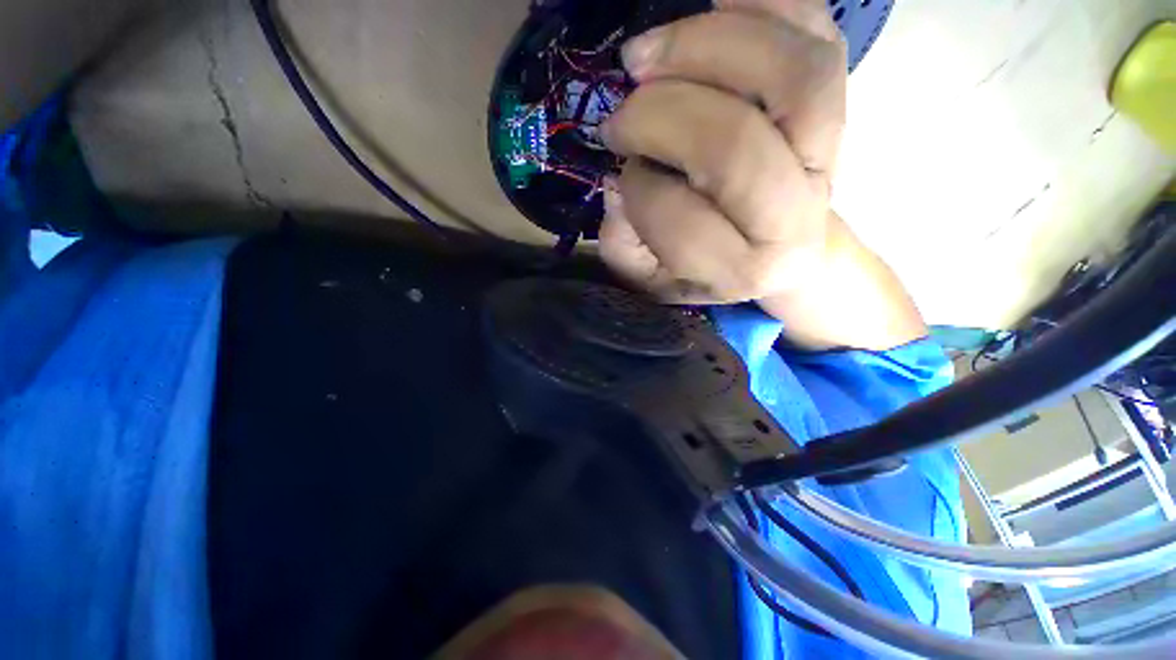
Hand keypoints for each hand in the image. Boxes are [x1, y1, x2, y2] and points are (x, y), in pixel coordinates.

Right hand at [600, 0, 845, 303]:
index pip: (683, 223)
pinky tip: (709, 6)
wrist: (781, 255)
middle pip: (734, 143)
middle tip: (620, 117)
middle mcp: (793, 218)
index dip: (638, 191)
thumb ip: (625, 248)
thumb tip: (619, 183)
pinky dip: (762, 4)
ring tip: (644, 56)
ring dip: (704, 45)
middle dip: (657, 117)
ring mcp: (828, 155)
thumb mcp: (653, 282)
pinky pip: (816, 34)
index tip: (623, 177)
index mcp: (742, 271)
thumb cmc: (708, 270)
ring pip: (792, 73)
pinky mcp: (836, 107)